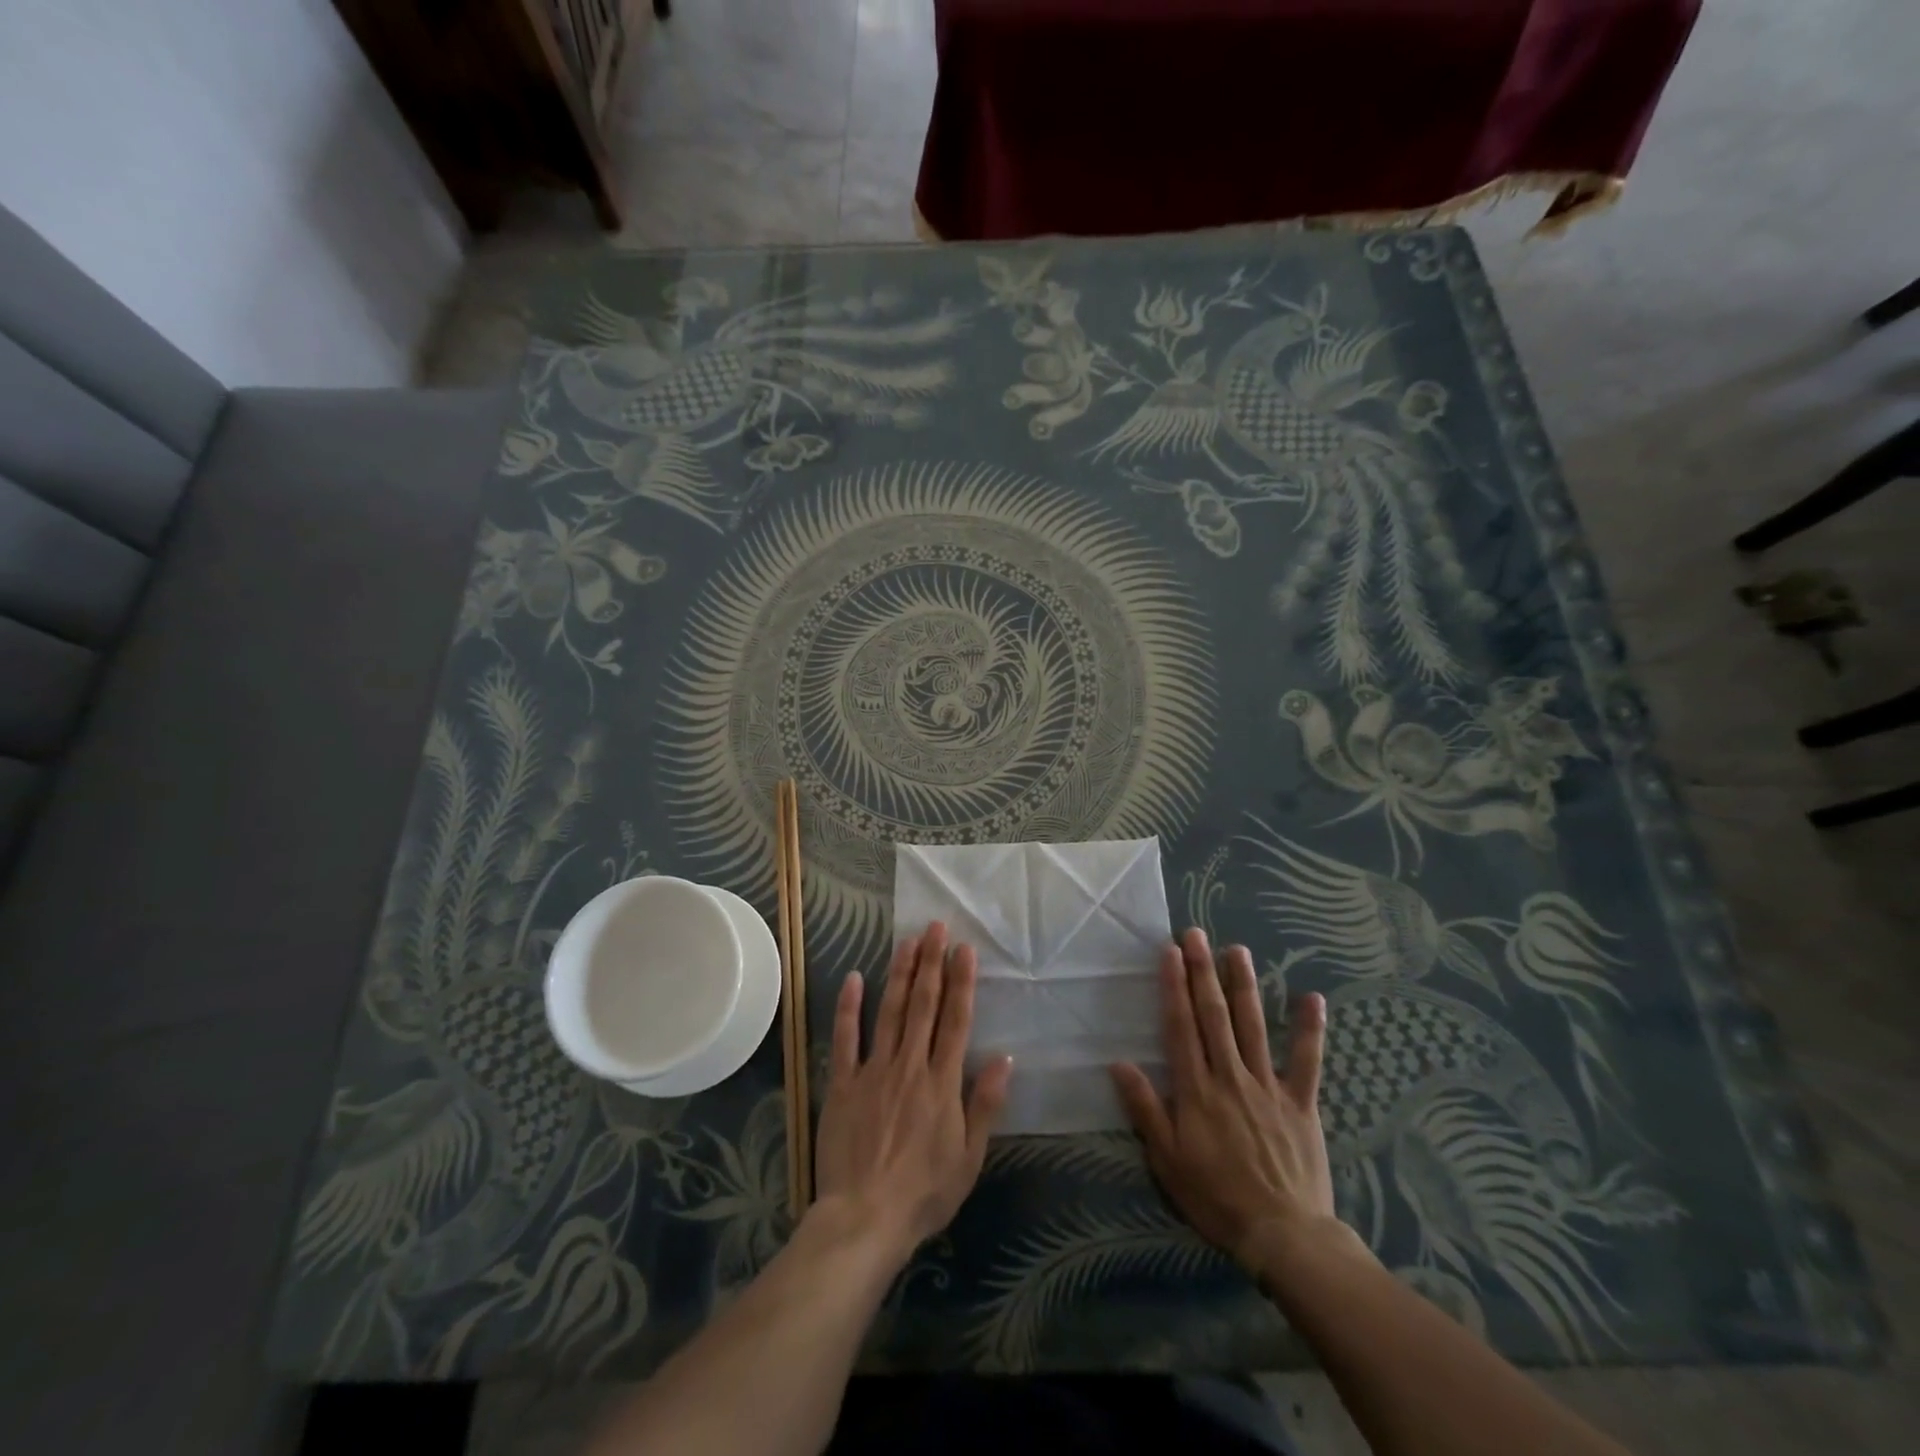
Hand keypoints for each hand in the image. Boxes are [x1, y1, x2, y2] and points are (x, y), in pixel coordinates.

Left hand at [811, 922, 1013, 1265]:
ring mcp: (873, 1071)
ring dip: (900, 974)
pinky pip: (845, 1039)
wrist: (865, 1219)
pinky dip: (849, 1007)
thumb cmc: (925, 1193)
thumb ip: (985, 1104)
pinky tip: (854, 978)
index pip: (956, 1020)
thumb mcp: (969, 1157)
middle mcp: (910, 1065)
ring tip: (908, 941)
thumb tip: (1005, 1058)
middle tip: (935, 927)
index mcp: (942, 1082)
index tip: (964, 949)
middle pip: (923, 1005)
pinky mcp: (842, 1083)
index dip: (961, 982)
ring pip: (889, 1012)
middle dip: (931, 963)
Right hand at [1110, 928, 1340, 1277]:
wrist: (1283, 1236)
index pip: (1180, 1027)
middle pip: (1214, 1016)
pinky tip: (1312, 997)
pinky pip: (1307, 1060)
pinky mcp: (1300, 1102)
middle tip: (1196, 934)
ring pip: (1253, 1026)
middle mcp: (1230, 1077)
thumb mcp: (1167, 1160)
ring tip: (1236, 950)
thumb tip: (1119, 1064)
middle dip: (1203, 971)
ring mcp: (1268, 1086)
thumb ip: (1146, 1109)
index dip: (1173, 987)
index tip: (1170, 952)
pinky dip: (1309, 1029)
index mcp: (1196, 1090)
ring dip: (1244, 986)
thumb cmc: (1216, 1198)